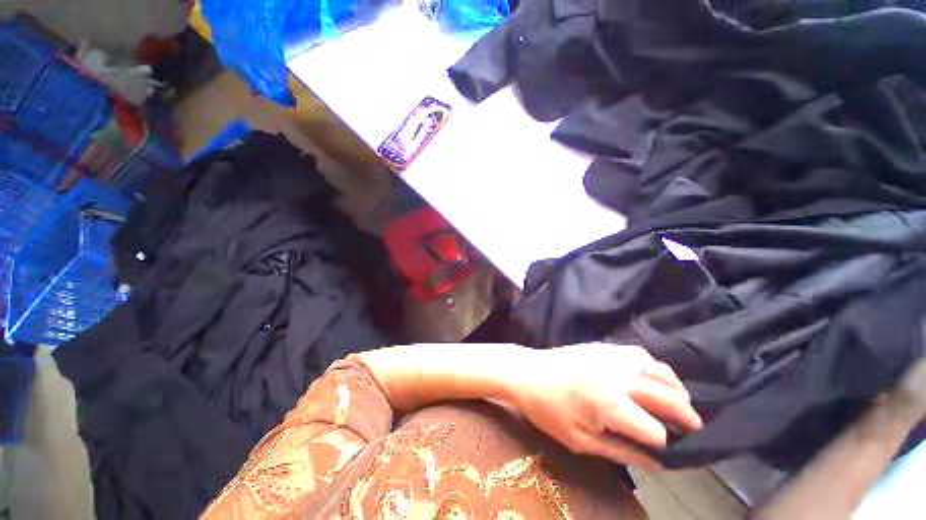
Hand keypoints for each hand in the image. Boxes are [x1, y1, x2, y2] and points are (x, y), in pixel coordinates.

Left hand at [508, 343, 702, 470]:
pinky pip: (639, 353)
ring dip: (675, 387)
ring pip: (657, 369)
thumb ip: (621, 452)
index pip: (654, 430)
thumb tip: (658, 464)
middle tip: (696, 428)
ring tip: (681, 401)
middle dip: (686, 415)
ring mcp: (611, 357)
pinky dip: (655, 366)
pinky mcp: (603, 347)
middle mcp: (617, 377)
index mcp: (610, 404)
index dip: (664, 444)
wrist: (527, 372)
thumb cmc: (548, 409)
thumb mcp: (581, 440)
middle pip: (666, 397)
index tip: (666, 450)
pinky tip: (653, 376)